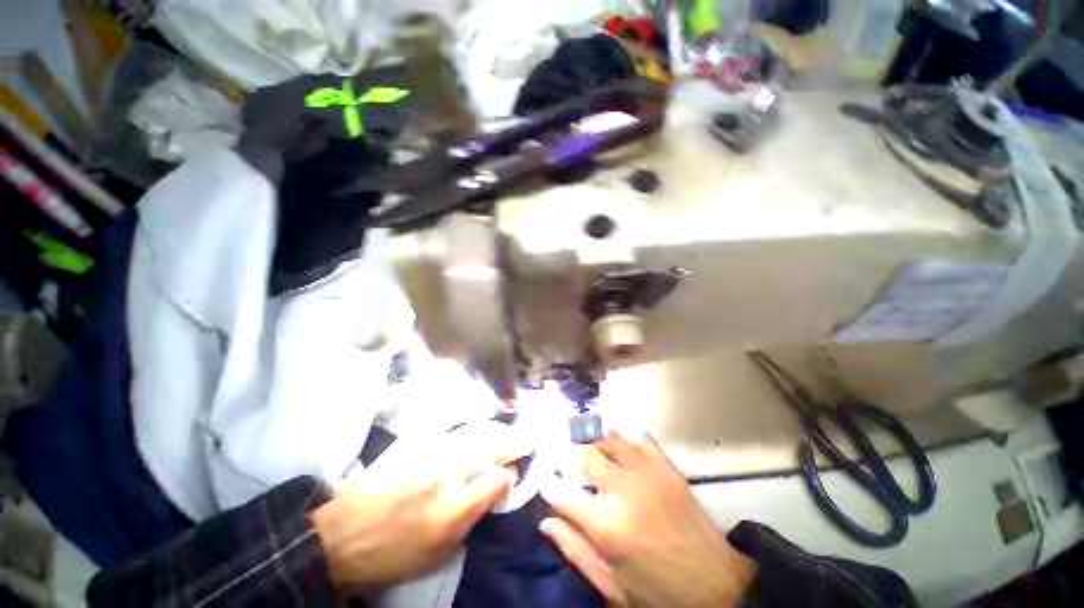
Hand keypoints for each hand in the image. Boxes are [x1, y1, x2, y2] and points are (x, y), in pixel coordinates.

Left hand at [311, 422, 531, 592]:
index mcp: (452, 510)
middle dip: (516, 440)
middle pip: (490, 449)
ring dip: (497, 429)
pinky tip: (481, 425)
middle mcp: (445, 476)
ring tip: (511, 426)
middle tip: (532, 433)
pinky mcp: (414, 444)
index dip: (511, 474)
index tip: (515, 472)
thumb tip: (494, 489)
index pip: (497, 479)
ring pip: (474, 434)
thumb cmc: (392, 555)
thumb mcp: (439, 554)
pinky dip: (472, 427)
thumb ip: (472, 519)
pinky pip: (451, 429)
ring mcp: (428, 455)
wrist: (340, 537)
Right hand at [541, 433, 756, 606]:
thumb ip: (575, 550)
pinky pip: (641, 440)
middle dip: (573, 460)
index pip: (561, 492)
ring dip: (600, 446)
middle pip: (585, 456)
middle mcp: (622, 490)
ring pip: (611, 440)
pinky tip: (628, 457)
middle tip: (575, 469)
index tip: (550, 486)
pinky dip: (629, 444)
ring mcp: (647, 473)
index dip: (551, 487)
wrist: (717, 586)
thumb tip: (546, 522)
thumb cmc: (658, 592)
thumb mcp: (611, 585)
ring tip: (599, 458)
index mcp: (605, 525)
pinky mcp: (667, 467)